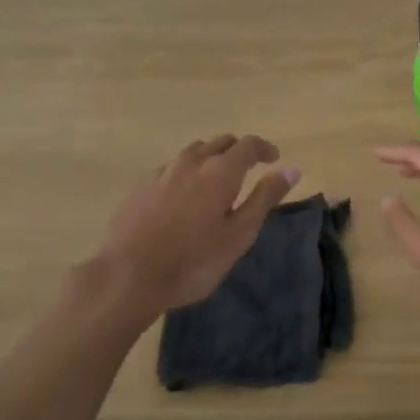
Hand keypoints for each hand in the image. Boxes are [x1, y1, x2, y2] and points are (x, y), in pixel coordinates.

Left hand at [93, 135, 299, 317]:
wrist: (127, 277)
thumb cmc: (193, 260)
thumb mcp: (239, 234)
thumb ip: (265, 197)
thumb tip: (292, 168)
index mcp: (220, 171)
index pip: (248, 144)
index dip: (264, 148)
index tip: (274, 159)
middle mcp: (192, 162)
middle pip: (220, 142)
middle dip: (238, 151)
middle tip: (247, 170)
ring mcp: (162, 172)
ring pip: (193, 152)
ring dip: (210, 157)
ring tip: (214, 181)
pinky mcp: (140, 187)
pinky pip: (171, 168)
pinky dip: (185, 172)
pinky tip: (182, 197)